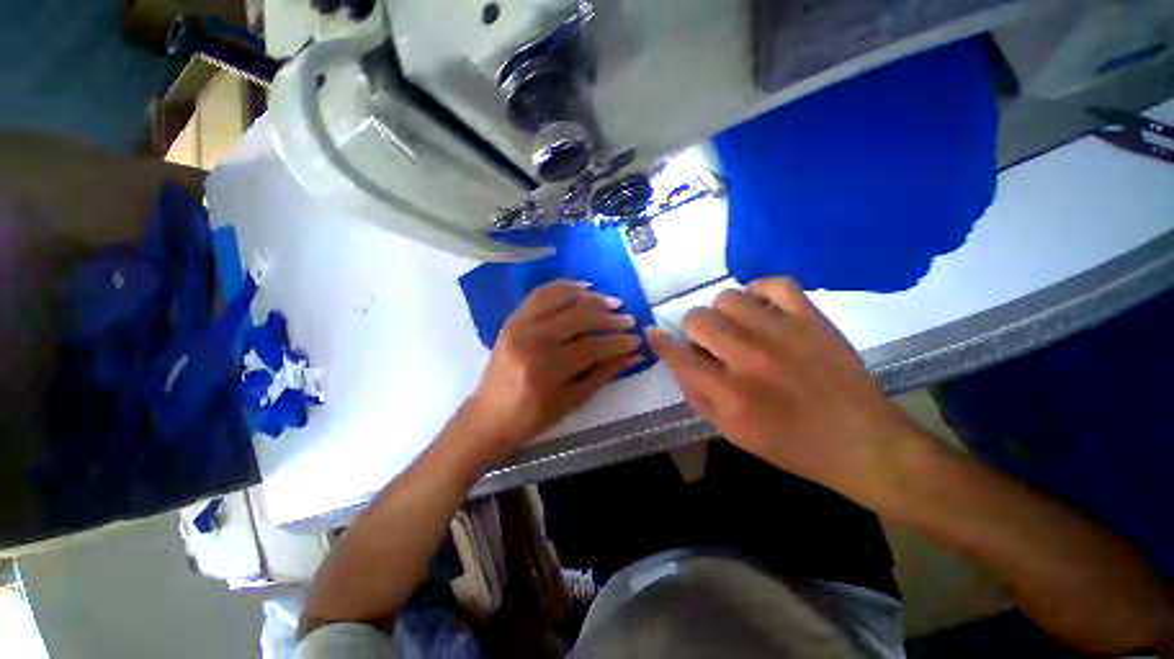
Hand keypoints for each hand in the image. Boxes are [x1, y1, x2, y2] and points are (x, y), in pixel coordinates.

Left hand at [461, 280, 643, 463]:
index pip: (591, 347)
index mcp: (545, 370)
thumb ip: (603, 375)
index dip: (618, 343)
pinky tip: (584, 288)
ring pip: (561, 298)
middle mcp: (531, 340)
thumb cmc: (530, 418)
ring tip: (612, 302)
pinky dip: (565, 287)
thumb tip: (633, 355)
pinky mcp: (512, 318)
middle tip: (629, 320)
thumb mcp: (571, 402)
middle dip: (609, 318)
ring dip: (591, 298)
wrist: (487, 416)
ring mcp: (518, 325)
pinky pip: (541, 293)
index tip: (636, 340)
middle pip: (579, 318)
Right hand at [646, 278, 926, 503]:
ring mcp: (783, 333)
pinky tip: (760, 308)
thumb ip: (698, 395)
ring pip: (728, 298)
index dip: (660, 342)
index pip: (678, 356)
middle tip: (709, 343)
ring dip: (723, 313)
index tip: (654, 333)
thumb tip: (678, 361)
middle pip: (698, 319)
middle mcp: (751, 358)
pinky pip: (774, 283)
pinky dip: (759, 291)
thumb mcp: (732, 433)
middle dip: (694, 331)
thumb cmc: (790, 445)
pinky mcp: (812, 319)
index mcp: (730, 394)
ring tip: (736, 327)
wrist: (862, 443)